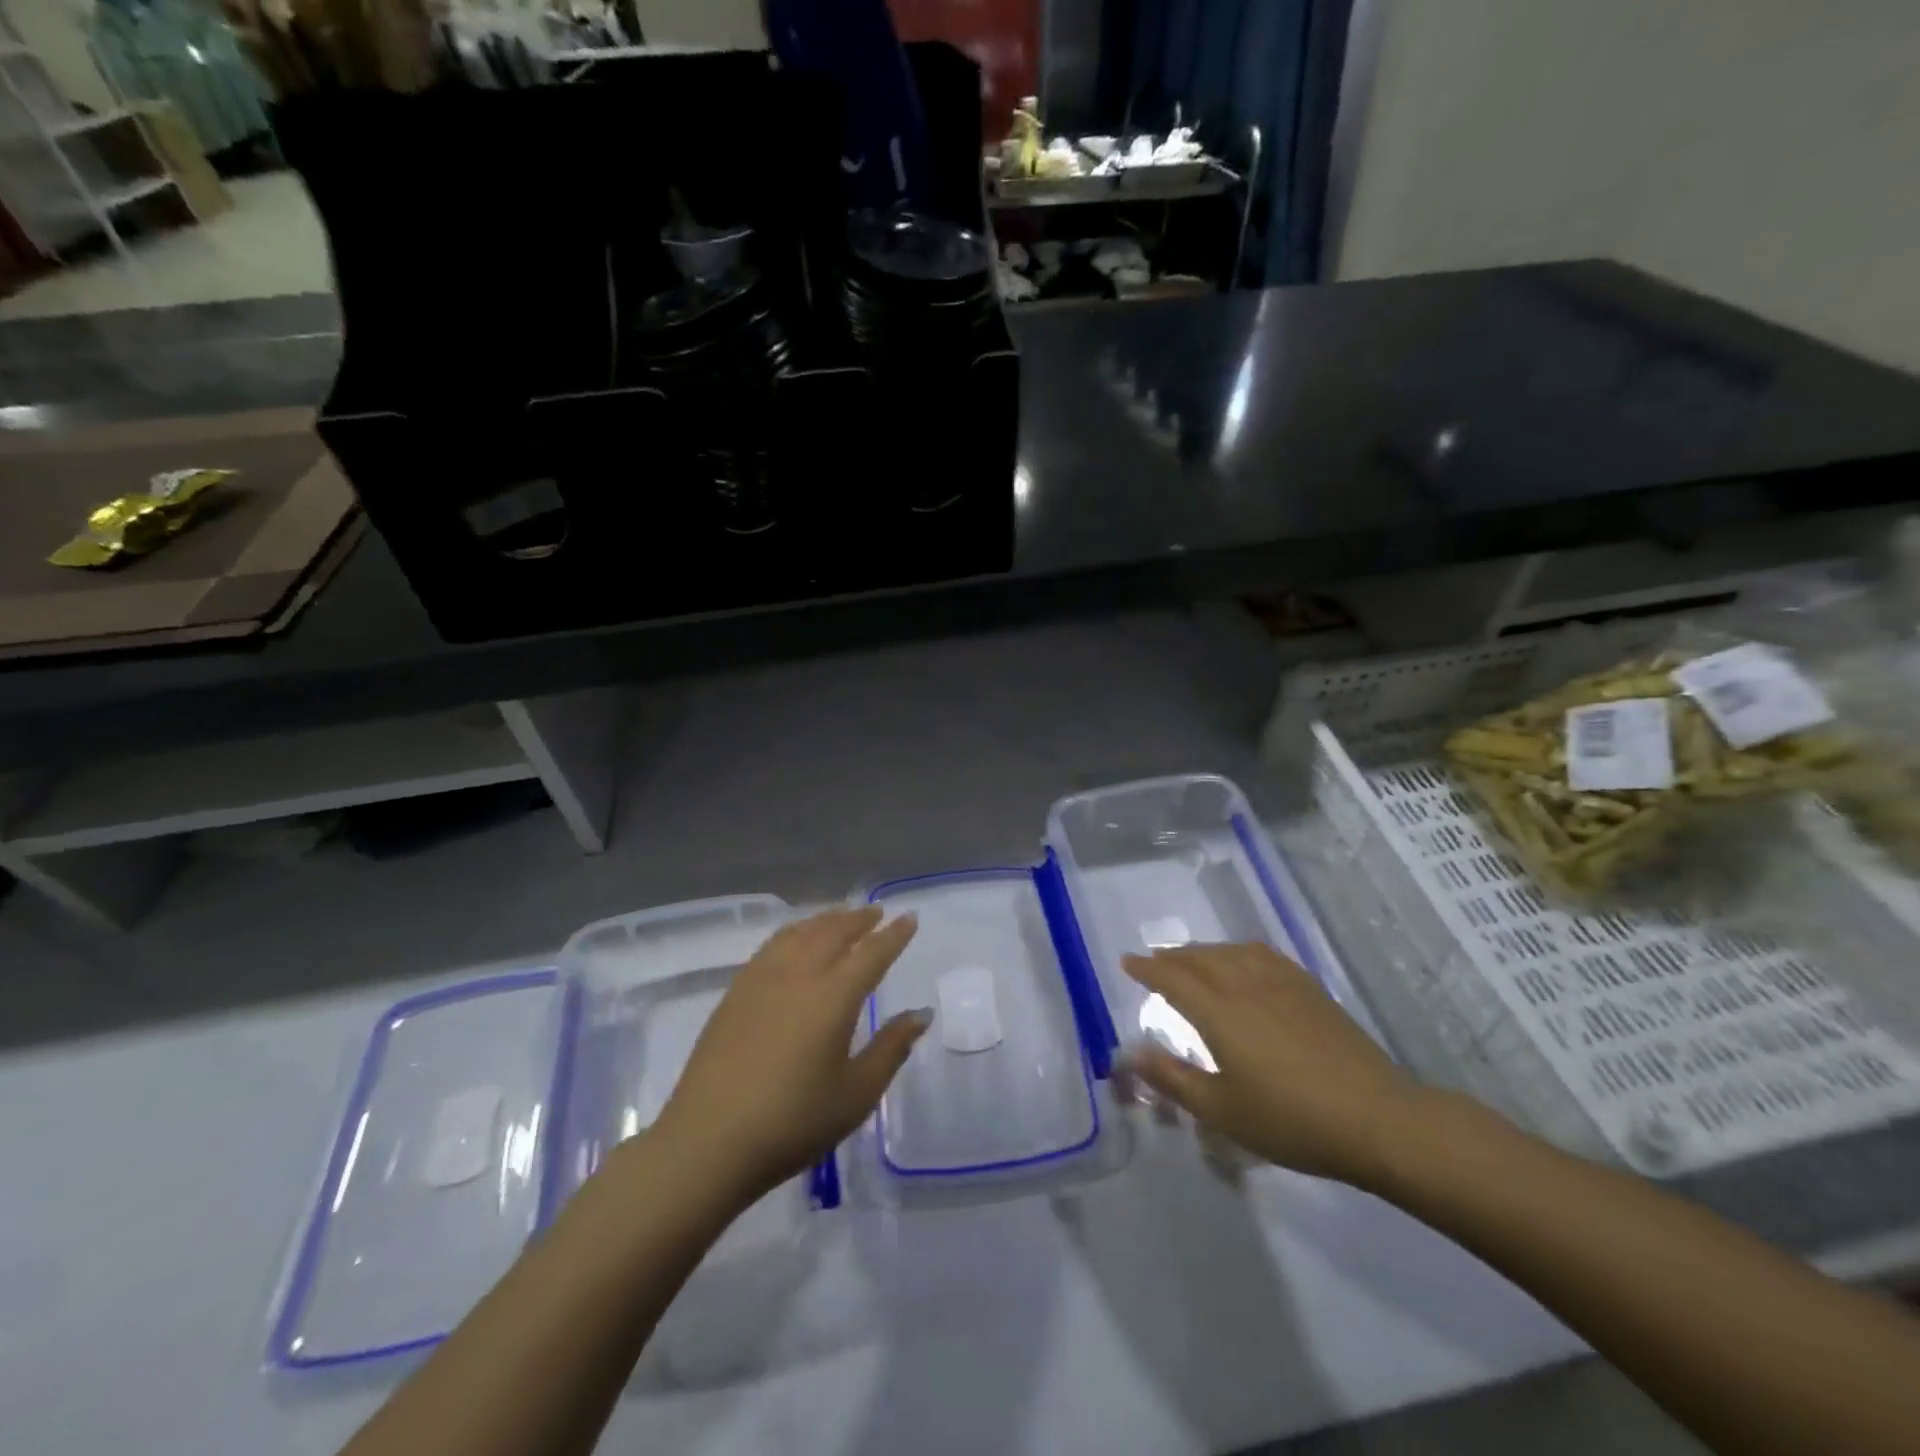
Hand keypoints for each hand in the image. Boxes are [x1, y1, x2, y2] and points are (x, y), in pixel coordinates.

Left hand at [651, 906, 928, 1204]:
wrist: (708, 1142)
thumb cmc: (792, 1122)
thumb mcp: (856, 1094)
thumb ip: (891, 1049)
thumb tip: (920, 1014)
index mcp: (834, 996)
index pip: (872, 953)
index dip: (893, 935)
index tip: (909, 917)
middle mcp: (799, 974)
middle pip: (834, 932)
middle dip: (859, 919)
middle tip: (876, 912)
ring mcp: (762, 979)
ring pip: (800, 932)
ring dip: (826, 920)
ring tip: (841, 918)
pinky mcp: (736, 992)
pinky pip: (773, 945)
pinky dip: (795, 932)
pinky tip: (795, 941)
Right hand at [1119, 943, 1426, 1187]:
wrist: (1376, 1118)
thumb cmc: (1290, 1120)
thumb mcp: (1221, 1111)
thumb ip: (1172, 1078)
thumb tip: (1130, 1051)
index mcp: (1218, 1011)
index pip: (1171, 978)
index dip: (1146, 969)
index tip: (1127, 962)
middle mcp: (1244, 984)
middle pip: (1199, 957)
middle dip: (1172, 957)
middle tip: (1155, 962)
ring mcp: (1280, 982)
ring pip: (1230, 951)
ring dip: (1203, 951)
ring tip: (1193, 960)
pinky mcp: (1309, 988)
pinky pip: (1262, 954)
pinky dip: (1238, 952)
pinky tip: (1243, 962)